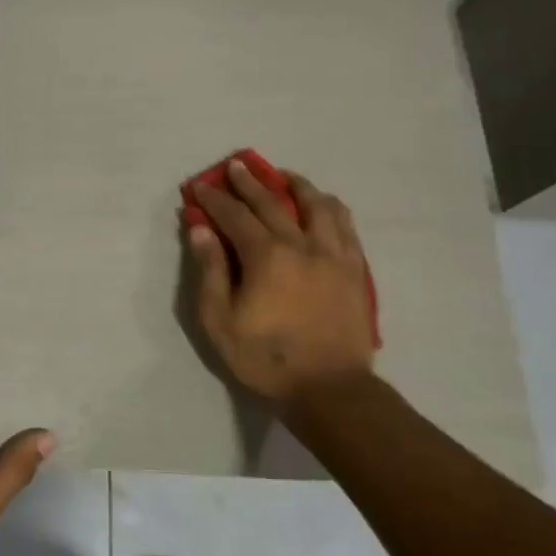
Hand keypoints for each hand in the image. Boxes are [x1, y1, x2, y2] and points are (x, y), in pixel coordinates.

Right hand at [186, 162, 376, 414]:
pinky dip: (330, 208)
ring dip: (297, 185)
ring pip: (318, 206)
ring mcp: (334, 256)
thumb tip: (200, 230)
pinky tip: (323, 205)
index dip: (214, 198)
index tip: (199, 185)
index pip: (235, 215)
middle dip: (250, 181)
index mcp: (266, 256)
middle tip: (236, 165)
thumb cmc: (266, 358)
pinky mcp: (355, 270)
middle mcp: (302, 245)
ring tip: (285, 177)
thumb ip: (210, 271)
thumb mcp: (220, 321)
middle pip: (273, 202)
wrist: (330, 390)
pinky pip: (346, 226)